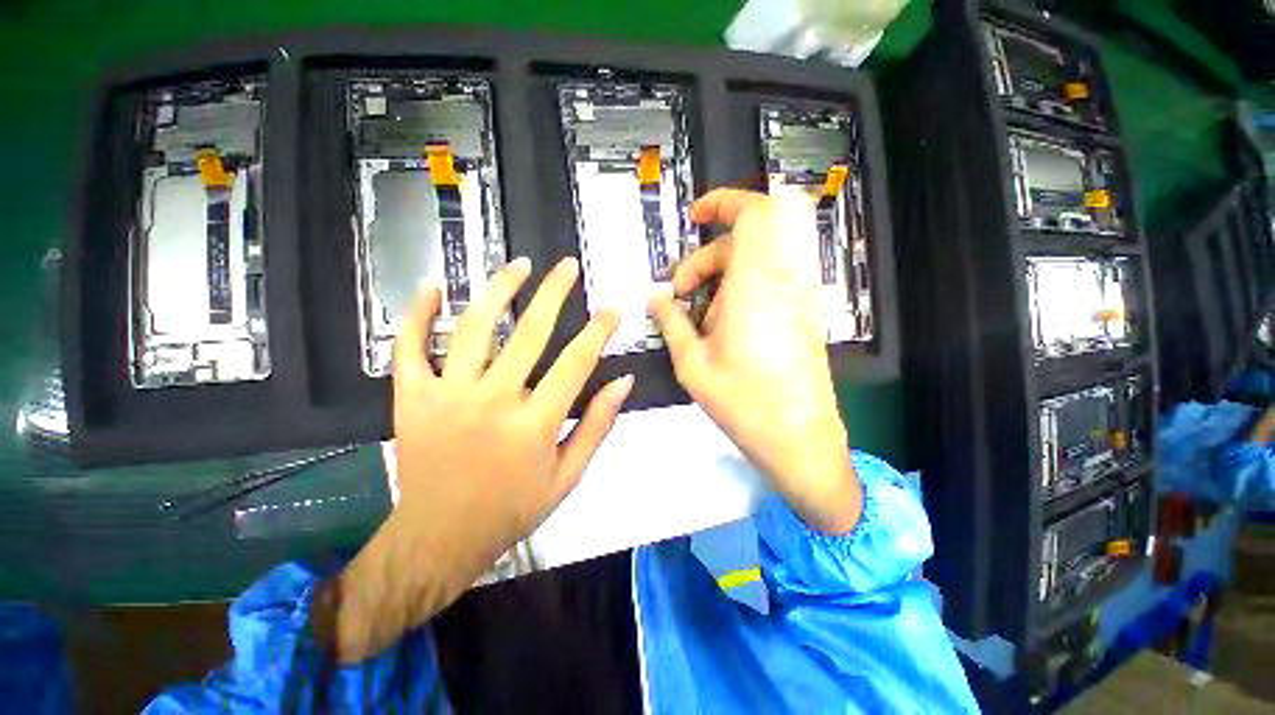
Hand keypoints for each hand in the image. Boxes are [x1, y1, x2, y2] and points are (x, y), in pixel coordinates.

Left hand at [325, 257, 633, 661]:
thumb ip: (598, 426)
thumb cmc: (512, 508)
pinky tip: (432, 288)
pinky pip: (410, 347)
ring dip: (499, 290)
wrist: (440, 538)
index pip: (576, 362)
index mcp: (535, 424)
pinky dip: (418, 314)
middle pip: (530, 333)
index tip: (612, 308)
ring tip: (519, 265)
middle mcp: (493, 400)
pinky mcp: (411, 398)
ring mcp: (447, 395)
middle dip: (554, 293)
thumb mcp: (568, 476)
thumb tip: (624, 382)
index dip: (598, 330)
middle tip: (567, 266)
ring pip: (475, 327)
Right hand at [649, 189, 859, 534]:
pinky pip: (766, 284)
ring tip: (700, 319)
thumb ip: (671, 321)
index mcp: (757, 283)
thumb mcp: (692, 362)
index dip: (725, 201)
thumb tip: (655, 297)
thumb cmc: (743, 401)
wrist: (798, 438)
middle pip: (745, 241)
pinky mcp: (800, 315)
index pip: (755, 211)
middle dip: (706, 258)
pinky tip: (723, 329)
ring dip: (721, 279)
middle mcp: (783, 282)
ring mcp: (796, 299)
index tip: (695, 216)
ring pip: (755, 264)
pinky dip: (740, 293)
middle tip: (681, 294)